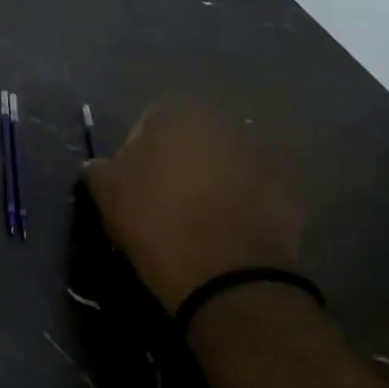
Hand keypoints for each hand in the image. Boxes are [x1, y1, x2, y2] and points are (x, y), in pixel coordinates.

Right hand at [81, 100, 302, 314]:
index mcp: (176, 113)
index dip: (138, 153)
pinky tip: (230, 229)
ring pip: (225, 160)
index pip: (148, 122)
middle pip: (192, 137)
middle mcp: (223, 120)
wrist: (227, 274)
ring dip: (214, 178)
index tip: (133, 185)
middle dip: (181, 160)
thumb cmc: (156, 223)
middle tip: (166, 198)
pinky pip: (255, 187)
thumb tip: (99, 165)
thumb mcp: (107, 195)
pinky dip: (243, 200)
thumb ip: (99, 169)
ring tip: (200, 216)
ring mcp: (261, 152)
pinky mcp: (289, 187)